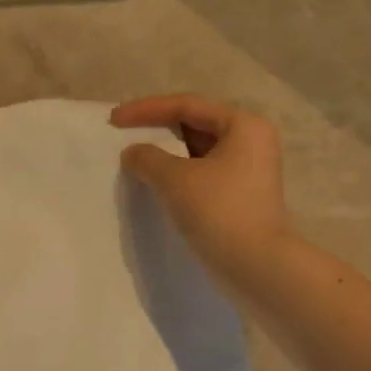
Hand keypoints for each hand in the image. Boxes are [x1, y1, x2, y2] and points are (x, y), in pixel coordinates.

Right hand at [111, 94, 295, 292]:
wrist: (256, 265)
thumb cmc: (218, 211)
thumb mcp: (175, 179)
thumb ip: (147, 158)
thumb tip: (133, 153)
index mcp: (243, 125)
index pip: (187, 105)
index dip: (146, 109)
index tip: (114, 119)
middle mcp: (251, 140)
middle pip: (195, 123)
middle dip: (157, 127)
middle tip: (124, 132)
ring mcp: (249, 169)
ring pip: (198, 149)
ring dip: (166, 152)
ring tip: (135, 157)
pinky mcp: (241, 194)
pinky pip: (203, 171)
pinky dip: (178, 171)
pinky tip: (155, 181)